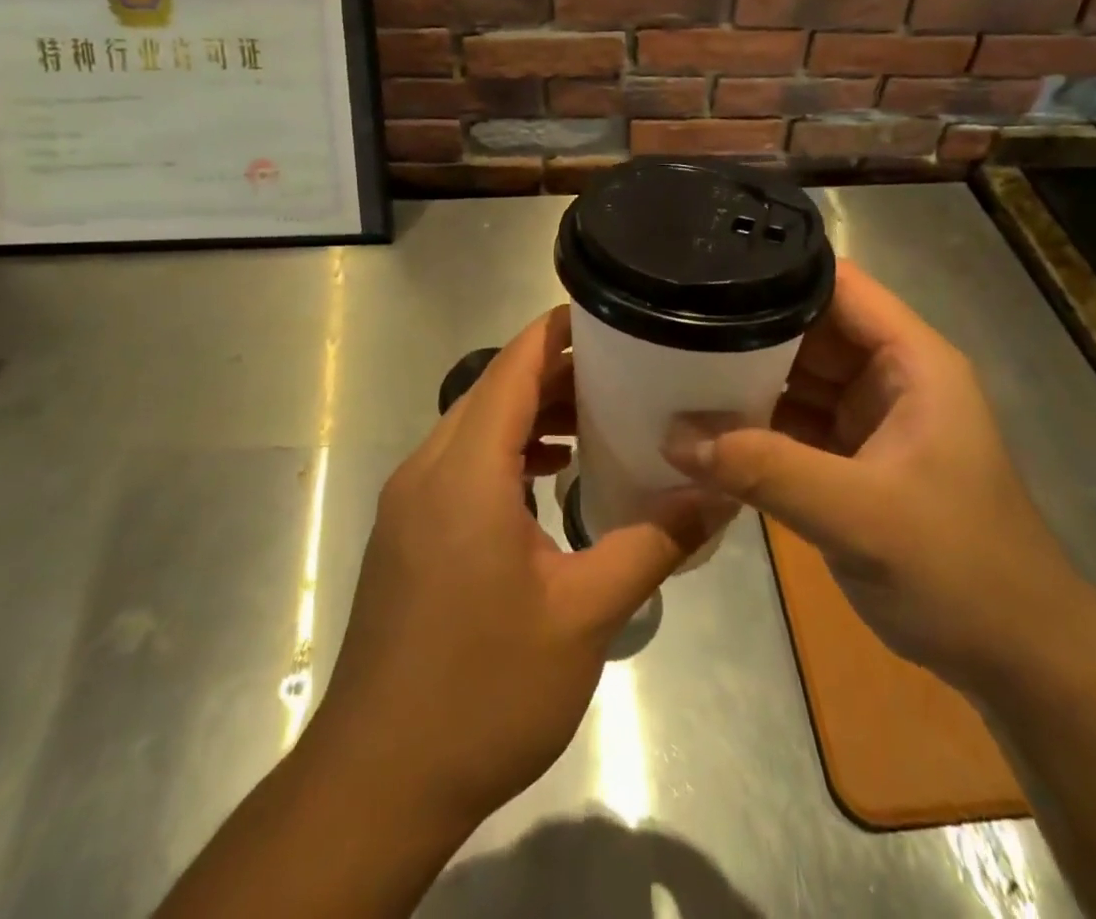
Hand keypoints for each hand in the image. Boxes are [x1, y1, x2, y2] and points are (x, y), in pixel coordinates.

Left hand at [313, 305, 723, 828]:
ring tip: (593, 420)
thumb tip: (717, 496)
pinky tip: (547, 479)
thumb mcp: (583, 616)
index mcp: (465, 472)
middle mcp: (427, 470)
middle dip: (554, 373)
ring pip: (474, 428)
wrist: (379, 781)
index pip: (511, 369)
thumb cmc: (483, 691)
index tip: (606, 314)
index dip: (555, 333)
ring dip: (529, 415)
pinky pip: (460, 464)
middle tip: (622, 372)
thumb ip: (652, 543)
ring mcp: (409, 502)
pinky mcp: (405, 533)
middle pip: (493, 392)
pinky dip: (506, 453)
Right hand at [664, 259, 1085, 692]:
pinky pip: (791, 425)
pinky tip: (700, 427)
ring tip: (669, 365)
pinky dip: (752, 426)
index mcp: (911, 361)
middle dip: (744, 327)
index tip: (706, 268)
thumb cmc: (958, 568)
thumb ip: (766, 471)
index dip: (778, 270)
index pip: (838, 286)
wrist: (1017, 660)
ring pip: (793, 378)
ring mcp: (868, 419)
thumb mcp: (860, 515)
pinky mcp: (851, 461)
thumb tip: (673, 436)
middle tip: (669, 323)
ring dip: (742, 379)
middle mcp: (888, 377)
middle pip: (806, 329)